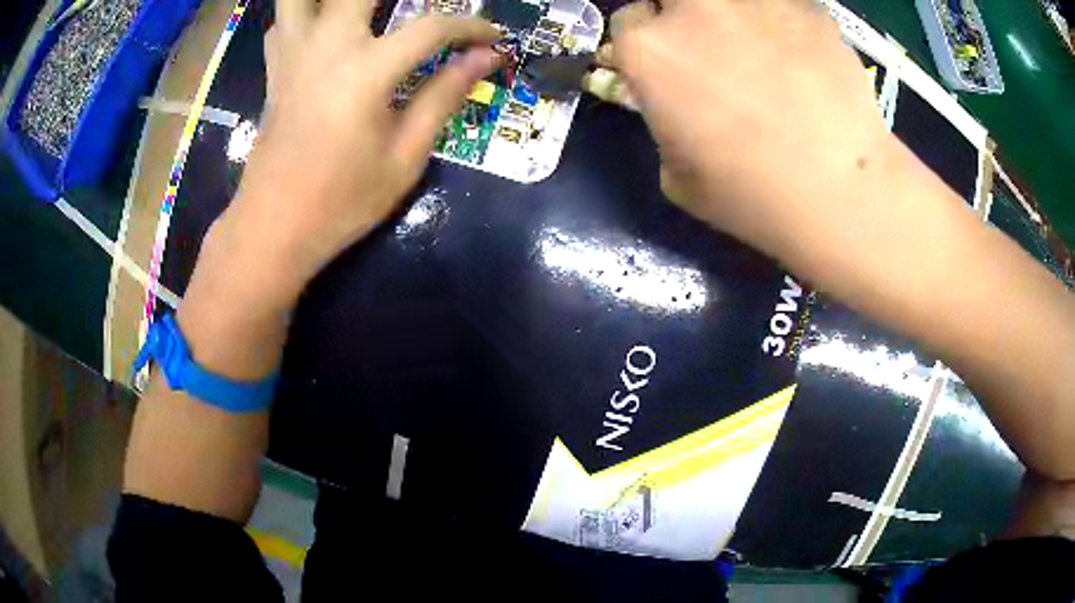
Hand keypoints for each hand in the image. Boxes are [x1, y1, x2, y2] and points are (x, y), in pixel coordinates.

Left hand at [220, 0, 499, 302]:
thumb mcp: (404, 156)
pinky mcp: (274, 71)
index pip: (431, 27)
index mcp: (366, 70)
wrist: (272, 229)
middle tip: (422, 12)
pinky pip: (282, 23)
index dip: (470, 27)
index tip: (491, 38)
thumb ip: (444, 96)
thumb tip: (484, 58)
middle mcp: (327, 47)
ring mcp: (293, 55)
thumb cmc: (342, 202)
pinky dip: (303, 14)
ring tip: (364, 12)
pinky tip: (321, 29)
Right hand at [608, 0, 895, 264]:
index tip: (671, 64)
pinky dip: (786, 24)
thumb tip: (681, 106)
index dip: (650, 44)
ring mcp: (752, 0)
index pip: (629, 21)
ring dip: (735, 16)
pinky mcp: (806, 6)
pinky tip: (804, 57)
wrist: (839, 193)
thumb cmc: (751, 197)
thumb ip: (666, 122)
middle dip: (684, 16)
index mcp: (649, 50)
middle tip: (713, 48)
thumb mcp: (678, 176)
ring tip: (761, 48)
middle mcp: (693, 9)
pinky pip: (783, 4)